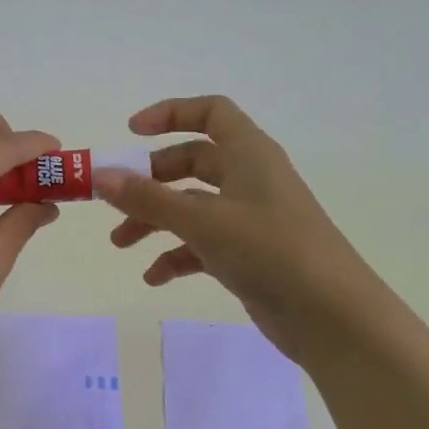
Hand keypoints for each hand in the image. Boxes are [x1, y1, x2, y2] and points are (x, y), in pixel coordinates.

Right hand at [94, 95, 382, 365]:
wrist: (330, 315)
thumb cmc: (270, 250)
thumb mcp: (204, 221)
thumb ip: (148, 199)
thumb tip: (99, 176)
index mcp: (249, 154)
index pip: (210, 113)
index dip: (170, 114)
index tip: (130, 133)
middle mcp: (249, 179)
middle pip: (191, 162)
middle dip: (150, 180)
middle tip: (115, 200)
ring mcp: (249, 218)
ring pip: (191, 206)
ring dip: (154, 220)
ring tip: (121, 244)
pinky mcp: (247, 254)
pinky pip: (202, 244)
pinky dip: (176, 255)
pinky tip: (154, 278)